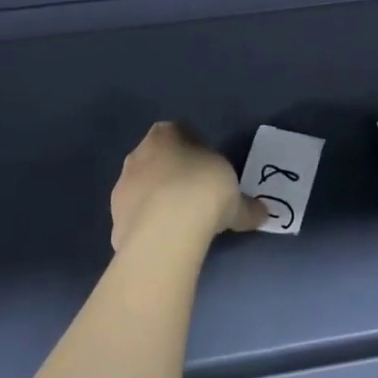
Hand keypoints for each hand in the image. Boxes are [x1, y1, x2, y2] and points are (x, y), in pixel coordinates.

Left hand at [110, 122, 267, 251]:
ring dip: (156, 202)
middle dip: (172, 176)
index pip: (182, 134)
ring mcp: (123, 184)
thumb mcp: (235, 196)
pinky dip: (146, 229)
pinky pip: (135, 219)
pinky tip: (163, 244)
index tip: (210, 175)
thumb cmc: (203, 190)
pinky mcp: (114, 218)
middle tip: (195, 200)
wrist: (166, 229)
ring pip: (143, 189)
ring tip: (179, 227)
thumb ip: (246, 205)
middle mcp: (140, 152)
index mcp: (167, 133)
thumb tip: (263, 214)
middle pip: (158, 160)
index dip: (197, 154)